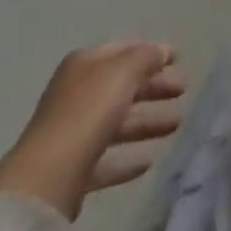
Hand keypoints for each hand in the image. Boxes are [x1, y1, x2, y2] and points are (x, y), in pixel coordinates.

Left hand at [0, 41, 185, 220]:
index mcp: (85, 64)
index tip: (178, 59)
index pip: (124, 50)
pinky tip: (149, 161)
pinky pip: (107, 159)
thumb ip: (147, 56)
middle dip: (154, 88)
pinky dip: (128, 158)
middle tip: (183, 90)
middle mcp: (76, 94)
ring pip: (118, 123)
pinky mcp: (73, 171)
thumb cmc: (89, 110)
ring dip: (148, 122)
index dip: (151, 52)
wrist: (47, 179)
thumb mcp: (125, 70)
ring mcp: (73, 134)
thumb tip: (162, 51)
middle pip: (123, 86)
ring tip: (177, 124)